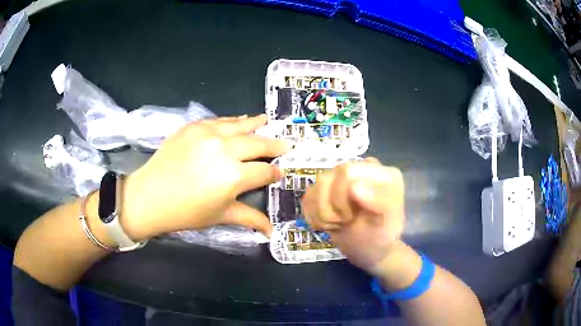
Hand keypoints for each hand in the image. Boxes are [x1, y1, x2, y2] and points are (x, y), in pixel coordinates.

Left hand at [121, 114, 290, 240]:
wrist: (149, 196)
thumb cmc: (186, 212)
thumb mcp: (220, 216)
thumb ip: (250, 218)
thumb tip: (272, 231)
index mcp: (233, 177)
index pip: (265, 170)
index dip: (275, 172)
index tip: (280, 172)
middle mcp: (225, 150)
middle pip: (258, 143)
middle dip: (275, 145)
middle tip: (287, 144)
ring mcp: (208, 134)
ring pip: (241, 125)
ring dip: (257, 124)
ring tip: (268, 121)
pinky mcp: (194, 126)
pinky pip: (220, 120)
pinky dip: (234, 122)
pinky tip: (240, 122)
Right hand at [301, 158, 404, 273]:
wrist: (370, 249)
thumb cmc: (382, 234)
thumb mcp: (389, 222)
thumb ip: (379, 202)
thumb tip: (354, 187)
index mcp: (378, 172)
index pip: (346, 172)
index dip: (341, 197)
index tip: (351, 217)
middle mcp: (359, 169)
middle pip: (326, 179)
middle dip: (330, 208)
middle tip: (345, 222)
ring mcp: (340, 179)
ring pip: (314, 188)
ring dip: (322, 214)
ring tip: (338, 224)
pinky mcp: (326, 191)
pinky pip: (308, 198)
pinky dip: (314, 216)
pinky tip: (329, 223)